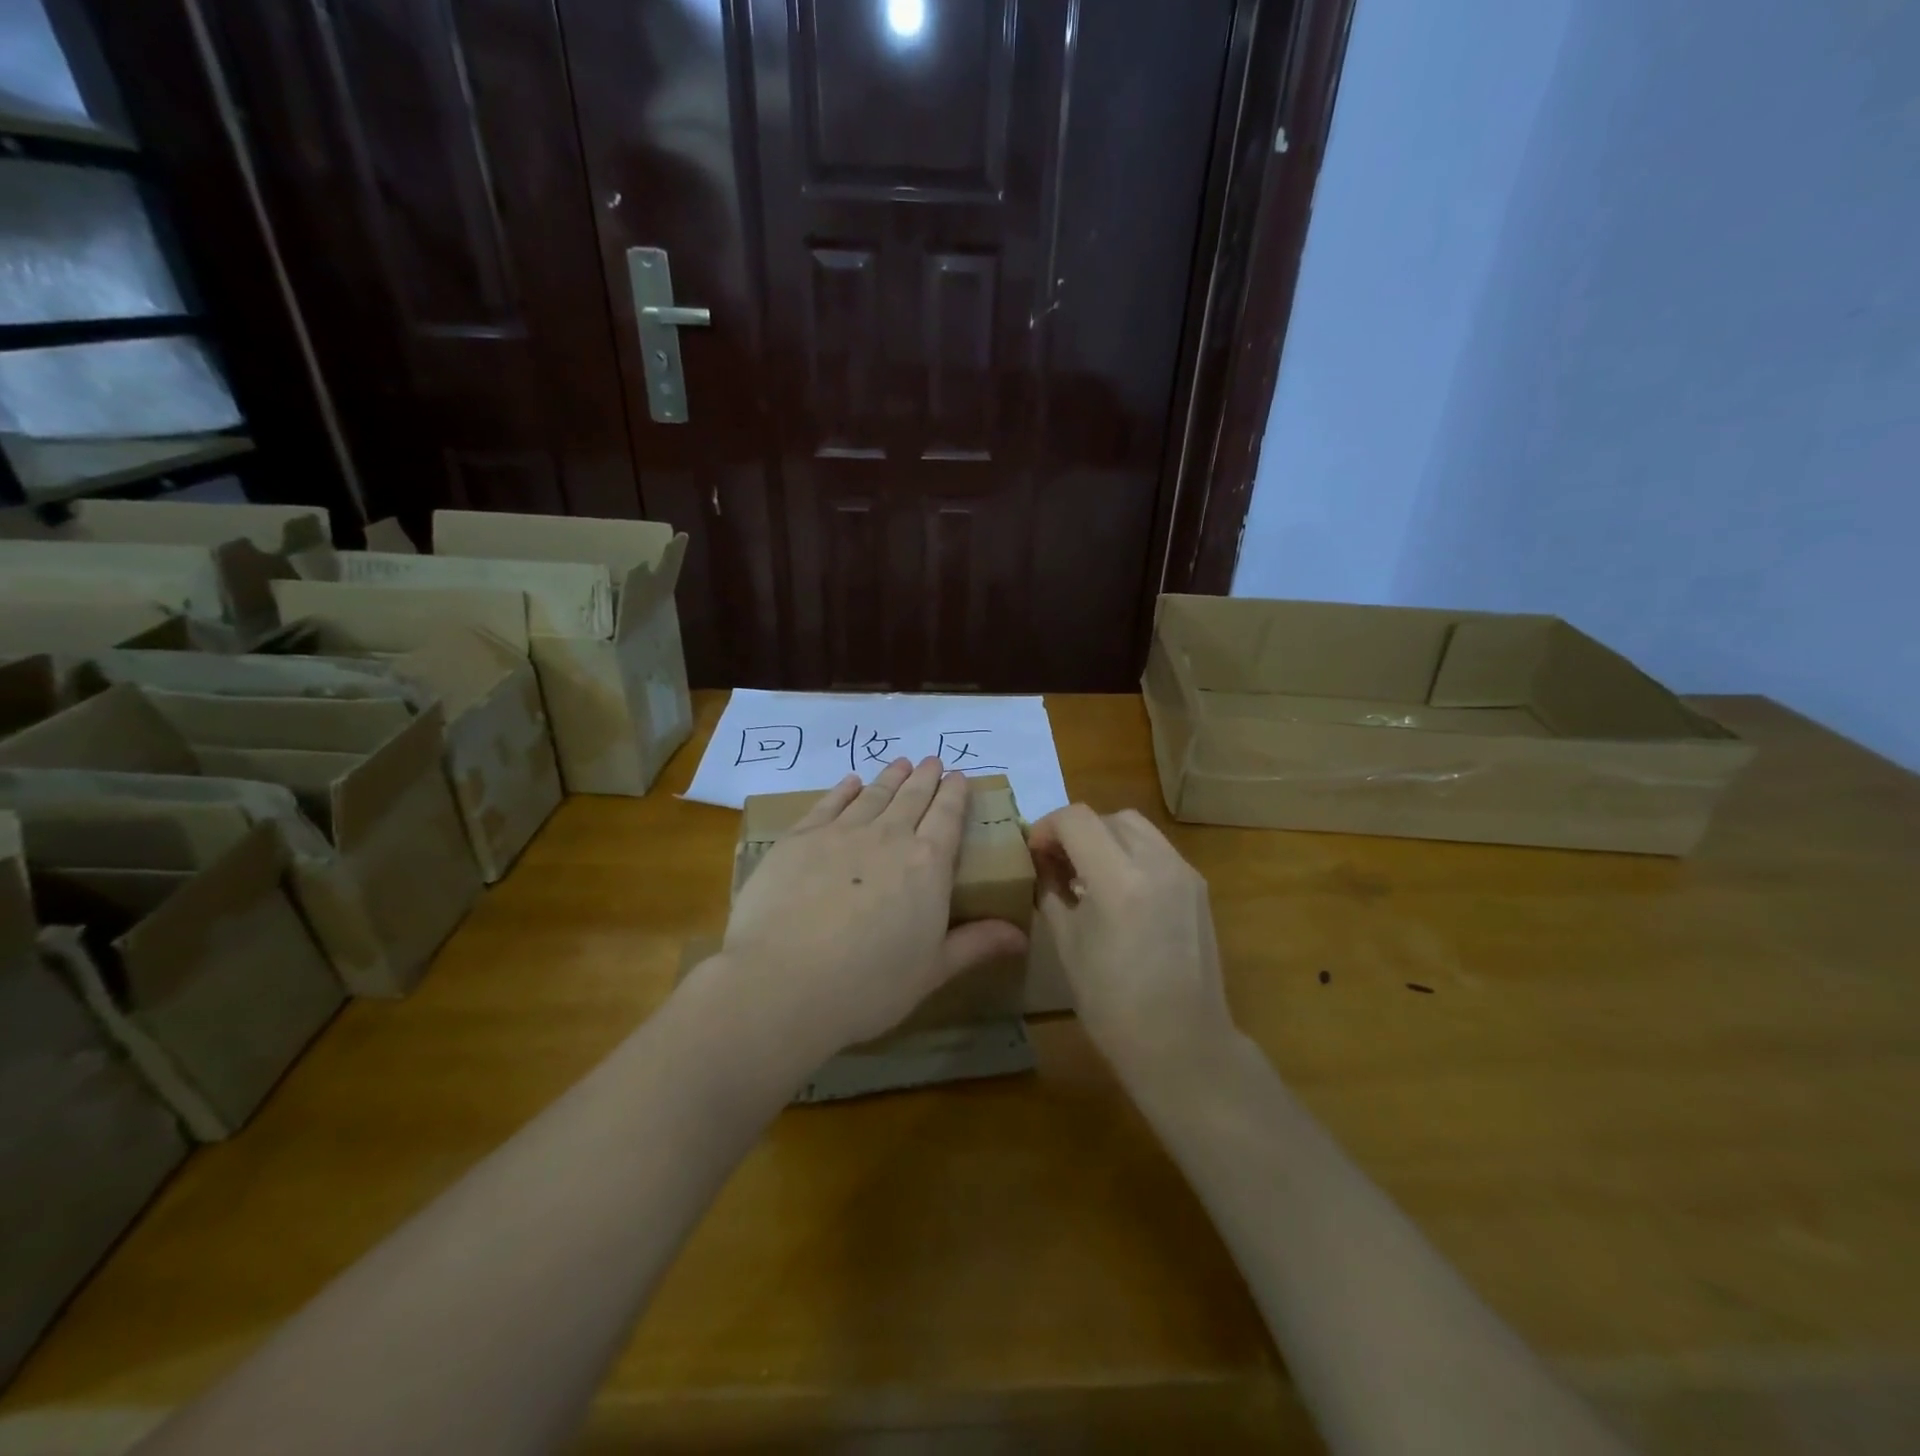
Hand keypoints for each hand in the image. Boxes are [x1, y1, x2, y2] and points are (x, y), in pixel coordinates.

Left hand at [710, 757, 1027, 1065]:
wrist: (783, 982)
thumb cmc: (868, 985)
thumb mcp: (932, 971)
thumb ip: (975, 945)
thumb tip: (1021, 935)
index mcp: (927, 865)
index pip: (948, 817)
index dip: (955, 794)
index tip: (959, 776)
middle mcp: (888, 837)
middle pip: (912, 798)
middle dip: (925, 777)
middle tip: (932, 760)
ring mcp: (841, 833)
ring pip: (874, 795)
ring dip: (890, 777)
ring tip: (900, 763)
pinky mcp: (799, 838)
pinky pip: (829, 803)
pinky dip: (844, 789)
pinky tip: (851, 782)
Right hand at [1028, 806, 1235, 1083]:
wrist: (1183, 1044)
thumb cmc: (1113, 1005)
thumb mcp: (1067, 945)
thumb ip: (1050, 892)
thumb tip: (1042, 864)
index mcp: (1118, 880)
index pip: (1076, 819)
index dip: (1047, 827)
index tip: (1034, 853)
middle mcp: (1156, 863)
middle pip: (1106, 817)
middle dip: (1075, 831)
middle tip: (1056, 863)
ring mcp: (1184, 872)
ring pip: (1135, 827)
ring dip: (1104, 837)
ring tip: (1087, 874)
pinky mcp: (1198, 886)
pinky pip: (1156, 849)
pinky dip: (1130, 853)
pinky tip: (1118, 890)